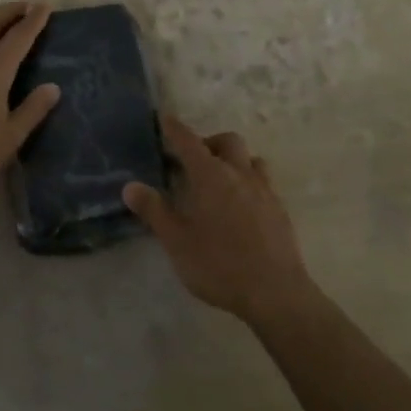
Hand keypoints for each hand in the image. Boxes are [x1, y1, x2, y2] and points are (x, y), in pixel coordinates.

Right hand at [123, 114, 316, 324]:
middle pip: (227, 142)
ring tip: (219, 180)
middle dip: (208, 142)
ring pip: (250, 159)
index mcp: (211, 176)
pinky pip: (263, 181)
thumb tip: (130, 186)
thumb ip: (154, 211)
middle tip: (192, 161)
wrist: (275, 291)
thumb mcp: (177, 241)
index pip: (189, 141)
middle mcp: (240, 174)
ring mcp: (265, 190)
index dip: (175, 129)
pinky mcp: (280, 209)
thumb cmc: (219, 265)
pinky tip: (241, 205)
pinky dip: (248, 181)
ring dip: (233, 160)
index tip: (165, 118)